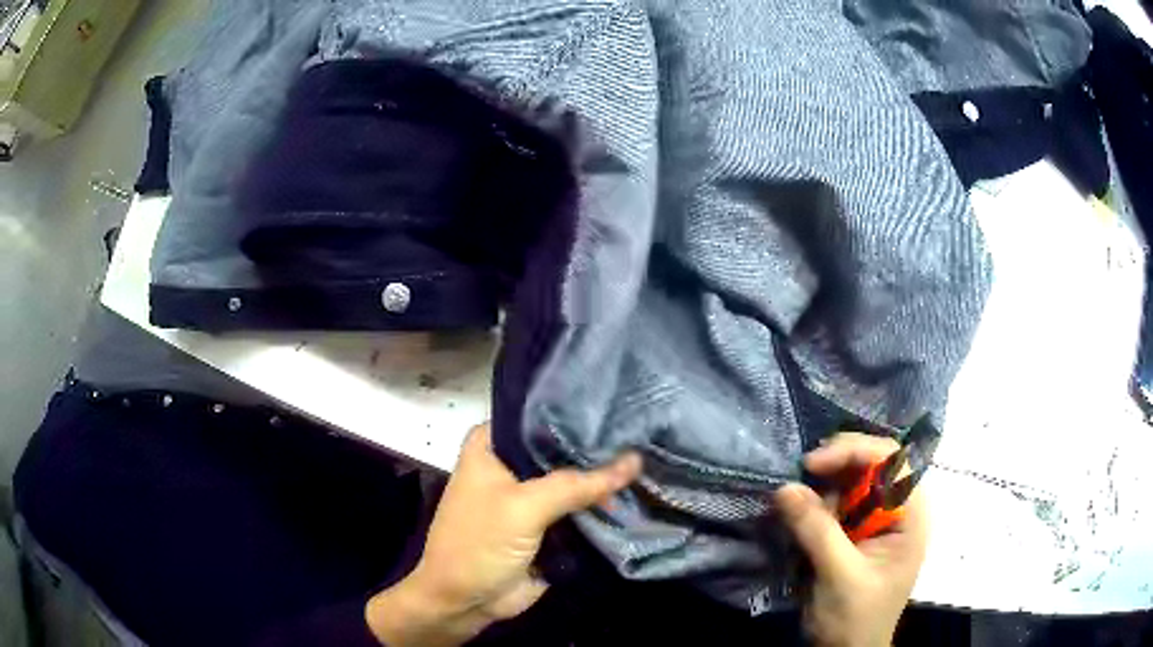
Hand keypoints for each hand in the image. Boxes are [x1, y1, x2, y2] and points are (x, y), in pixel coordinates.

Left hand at [366, 424, 641, 645]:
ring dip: (605, 480)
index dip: (579, 413)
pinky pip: (579, 510)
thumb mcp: (525, 507)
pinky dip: (603, 507)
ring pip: (574, 481)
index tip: (624, 408)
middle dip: (599, 449)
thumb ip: (579, 484)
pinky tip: (640, 492)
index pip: (540, 416)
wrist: (464, 602)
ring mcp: (529, 497)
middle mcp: (511, 464)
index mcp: (491, 445)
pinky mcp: (546, 525)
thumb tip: (635, 461)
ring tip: (652, 460)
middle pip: (561, 449)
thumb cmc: (478, 544)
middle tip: (646, 435)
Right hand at [774, 433, 928, 646]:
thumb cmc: (856, 618)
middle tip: (801, 475)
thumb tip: (784, 488)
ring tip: (798, 506)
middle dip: (836, 466)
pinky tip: (800, 516)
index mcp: (910, 515)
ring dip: (822, 487)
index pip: (892, 462)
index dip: (856, 452)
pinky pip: (835, 504)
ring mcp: (874, 521)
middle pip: (871, 465)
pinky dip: (815, 505)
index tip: (814, 464)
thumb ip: (817, 532)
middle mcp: (896, 510)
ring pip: (849, 482)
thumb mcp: (840, 576)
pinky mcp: (853, 533)